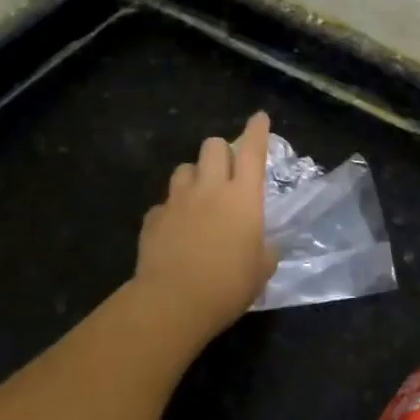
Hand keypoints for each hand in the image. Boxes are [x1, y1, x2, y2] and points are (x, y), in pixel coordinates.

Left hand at [134, 111, 277, 343]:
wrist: (173, 301)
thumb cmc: (229, 284)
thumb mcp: (262, 270)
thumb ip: (266, 250)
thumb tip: (266, 246)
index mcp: (243, 197)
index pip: (252, 152)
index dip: (257, 131)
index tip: (259, 117)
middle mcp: (209, 189)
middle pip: (212, 146)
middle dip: (221, 151)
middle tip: (226, 171)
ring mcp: (177, 201)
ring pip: (184, 168)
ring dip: (194, 176)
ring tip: (198, 196)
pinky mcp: (153, 219)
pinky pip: (164, 203)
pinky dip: (172, 210)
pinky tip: (176, 228)